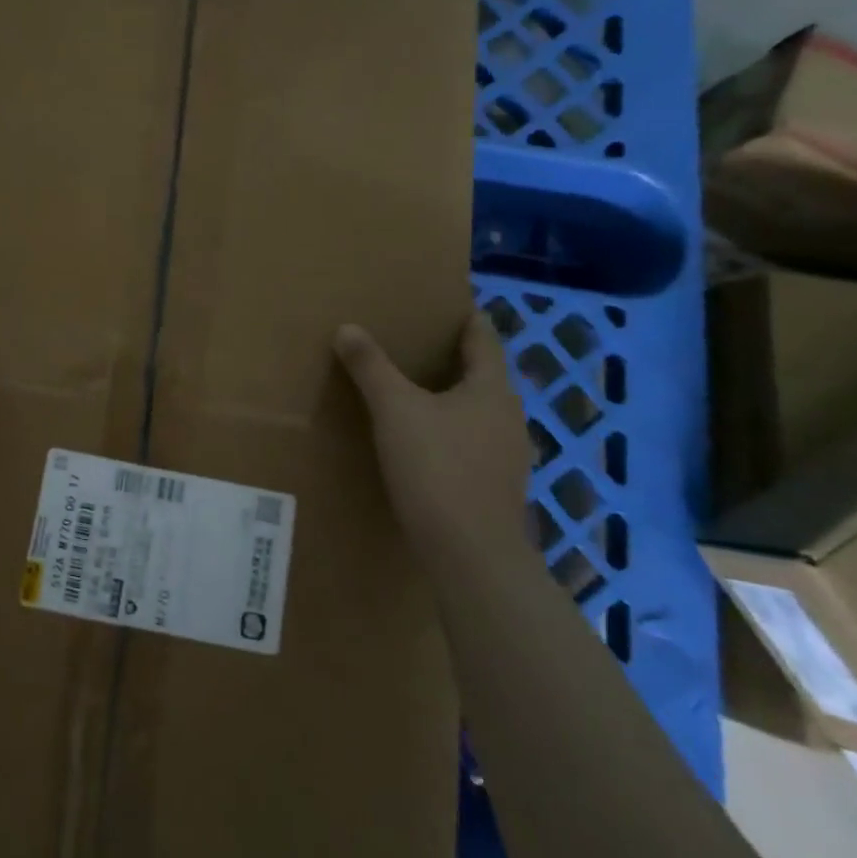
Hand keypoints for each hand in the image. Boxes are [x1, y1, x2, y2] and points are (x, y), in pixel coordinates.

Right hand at [333, 311, 532, 549]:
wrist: (471, 554)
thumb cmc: (437, 468)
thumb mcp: (395, 410)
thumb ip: (371, 367)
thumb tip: (347, 328)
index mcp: (492, 388)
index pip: (483, 337)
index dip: (464, 317)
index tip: (440, 303)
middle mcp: (508, 415)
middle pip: (482, 373)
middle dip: (451, 356)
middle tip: (412, 342)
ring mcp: (507, 453)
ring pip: (477, 409)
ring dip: (450, 394)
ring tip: (412, 388)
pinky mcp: (496, 484)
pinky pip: (472, 439)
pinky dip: (450, 427)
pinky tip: (423, 438)